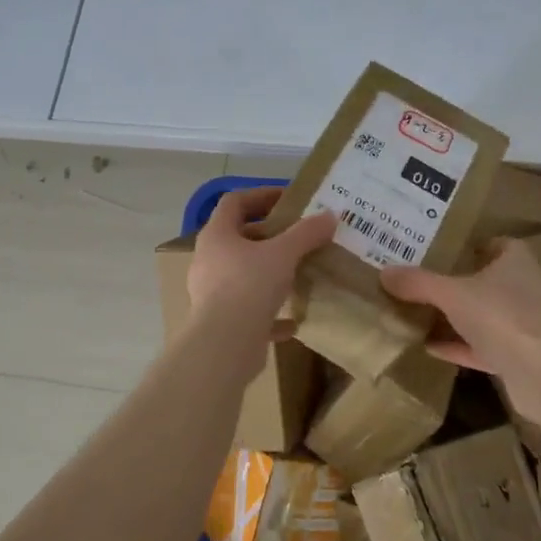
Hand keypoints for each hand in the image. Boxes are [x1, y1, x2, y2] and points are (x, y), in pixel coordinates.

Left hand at [187, 186, 336, 332]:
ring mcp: (212, 292)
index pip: (235, 202)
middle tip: (299, 235)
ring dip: (269, 272)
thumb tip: (330, 215)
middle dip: (270, 235)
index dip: (261, 195)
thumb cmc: (249, 286)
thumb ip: (306, 233)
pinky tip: (293, 321)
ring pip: (244, 274)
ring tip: (298, 272)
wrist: (225, 345)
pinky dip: (270, 312)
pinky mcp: (222, 322)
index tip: (289, 198)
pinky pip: (249, 310)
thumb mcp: (283, 254)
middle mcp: (209, 260)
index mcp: (217, 235)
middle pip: (239, 238)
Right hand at [381, 238, 540, 419]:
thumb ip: (418, 283)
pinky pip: (482, 346)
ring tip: (418, 314)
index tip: (439, 250)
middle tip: (419, 281)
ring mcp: (524, 325)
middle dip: (456, 283)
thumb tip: (384, 273)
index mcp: (516, 261)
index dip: (469, 246)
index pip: (495, 244)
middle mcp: (524, 288)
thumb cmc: (502, 316)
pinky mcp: (519, 357)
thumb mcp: (452, 294)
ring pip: (483, 315)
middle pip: (486, 281)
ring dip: (456, 318)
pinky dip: (458, 346)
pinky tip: (428, 348)